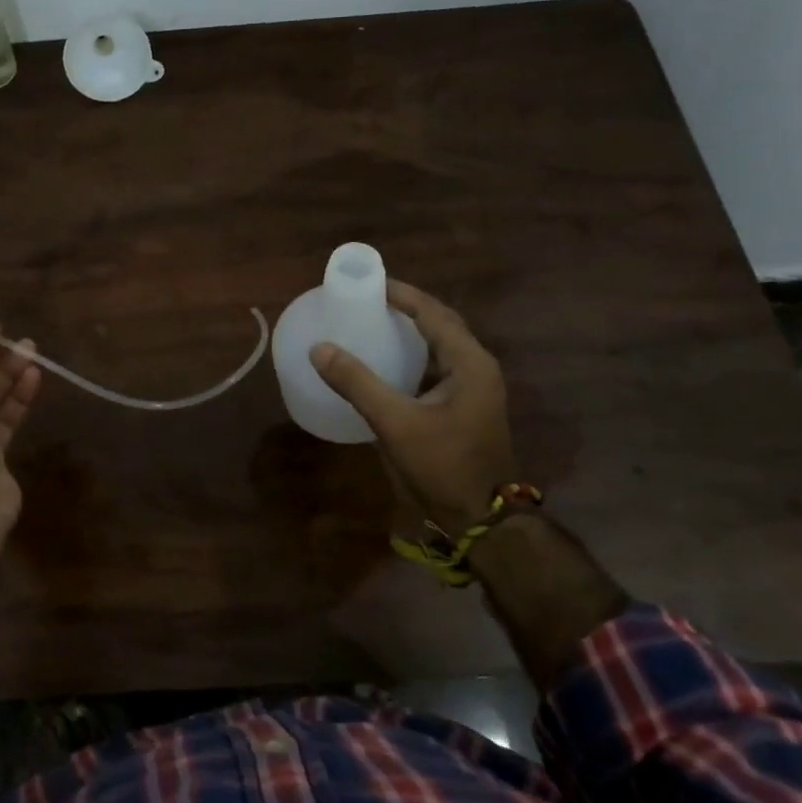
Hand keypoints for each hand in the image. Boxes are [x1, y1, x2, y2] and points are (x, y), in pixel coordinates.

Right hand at [309, 280, 517, 531]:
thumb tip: (319, 348)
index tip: (369, 283)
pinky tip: (387, 362)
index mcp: (469, 363)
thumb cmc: (443, 465)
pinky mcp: (465, 407)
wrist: (481, 519)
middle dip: (407, 308)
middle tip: (369, 300)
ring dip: (411, 330)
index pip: (433, 313)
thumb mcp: (395, 422)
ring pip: (440, 346)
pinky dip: (413, 356)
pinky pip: (437, 367)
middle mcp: (477, 368)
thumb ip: (357, 383)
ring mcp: (474, 389)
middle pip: (441, 324)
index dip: (403, 295)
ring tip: (374, 322)